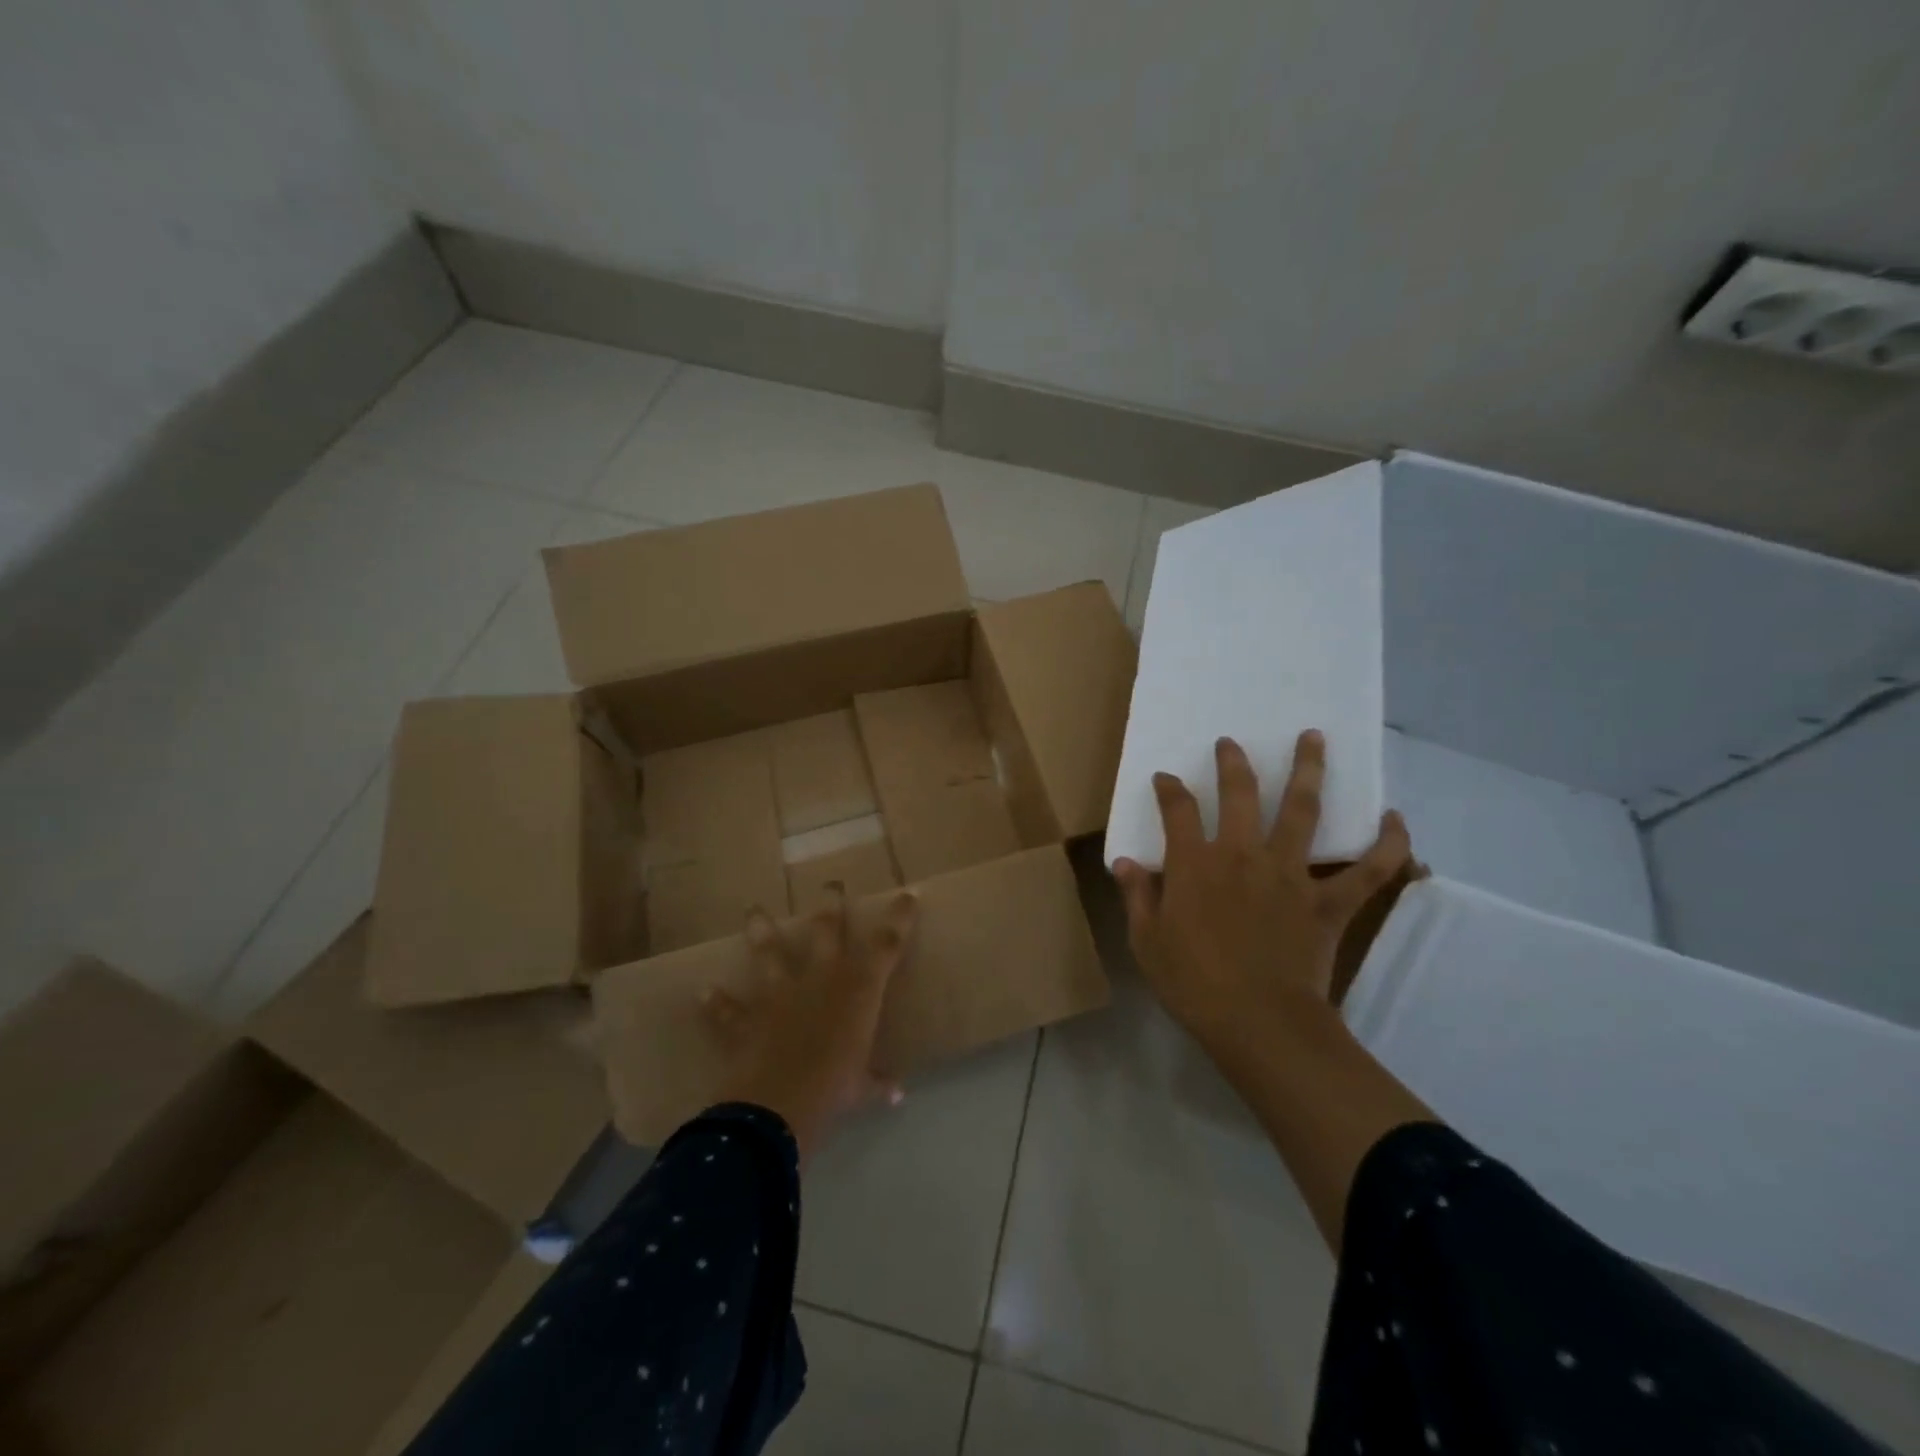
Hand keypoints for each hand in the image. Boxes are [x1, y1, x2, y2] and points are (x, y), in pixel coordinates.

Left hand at [705, 887, 917, 1162]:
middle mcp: (820, 978)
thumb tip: (898, 1094)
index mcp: (858, 989)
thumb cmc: (834, 1088)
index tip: (907, 896)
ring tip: (754, 910)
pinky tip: (704, 993)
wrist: (778, 1104)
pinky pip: (728, 1009)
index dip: (899, 918)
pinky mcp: (748, 1017)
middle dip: (830, 903)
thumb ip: (878, 1082)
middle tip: (830, 884)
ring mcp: (780, 993)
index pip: (887, 944)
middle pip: (827, 929)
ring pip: (770, 952)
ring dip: (761, 930)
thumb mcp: (862, 1087)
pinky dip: (716, 1003)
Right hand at [1112, 730, 1411, 1049]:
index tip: (1165, 778)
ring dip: (1308, 770)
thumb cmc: (1192, 983)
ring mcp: (1290, 874)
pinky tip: (1396, 820)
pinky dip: (1387, 845)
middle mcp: (1241, 854)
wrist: (1259, 1021)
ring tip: (1314, 738)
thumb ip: (1138, 896)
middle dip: (1233, 762)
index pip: (1177, 810)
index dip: (1169, 789)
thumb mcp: (1147, 941)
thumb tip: (1126, 862)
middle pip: (1240, 793)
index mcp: (1194, 863)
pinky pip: (1367, 870)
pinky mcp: (1328, 901)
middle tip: (1231, 742)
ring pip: (1302, 810)